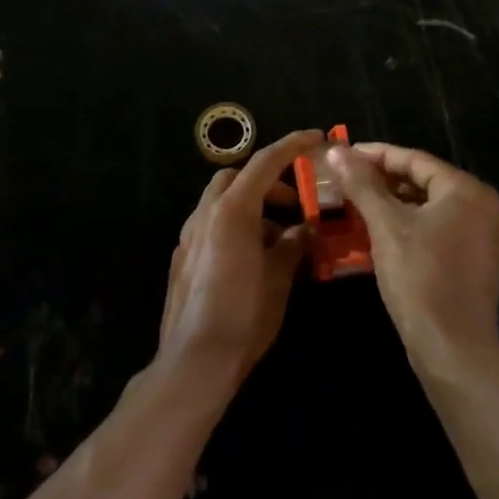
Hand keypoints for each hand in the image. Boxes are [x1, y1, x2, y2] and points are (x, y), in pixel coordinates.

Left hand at [159, 129, 323, 387]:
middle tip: (296, 202)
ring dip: (252, 206)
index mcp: (232, 211)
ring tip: (280, 238)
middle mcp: (205, 215)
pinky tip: (254, 258)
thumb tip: (304, 230)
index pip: (265, 163)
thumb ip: (292, 246)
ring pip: (222, 201)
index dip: (292, 146)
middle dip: (268, 180)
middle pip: (237, 176)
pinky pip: (212, 225)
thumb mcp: (279, 279)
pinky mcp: (182, 257)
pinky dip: (236, 225)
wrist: (194, 361)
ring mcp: (189, 236)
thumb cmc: (244, 316)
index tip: (316, 137)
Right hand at [327, 142, 498, 369]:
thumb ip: (362, 184)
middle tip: (344, 180)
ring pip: (427, 206)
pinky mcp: (472, 259)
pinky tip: (376, 231)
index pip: (413, 159)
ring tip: (353, 203)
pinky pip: (434, 228)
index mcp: (465, 190)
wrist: (452, 348)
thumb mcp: (386, 226)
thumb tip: (335, 149)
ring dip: (390, 203)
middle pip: (421, 180)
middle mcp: (479, 205)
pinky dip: (406, 224)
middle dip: (380, 179)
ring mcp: (479, 234)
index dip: (374, 154)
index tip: (341, 154)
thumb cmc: (420, 278)